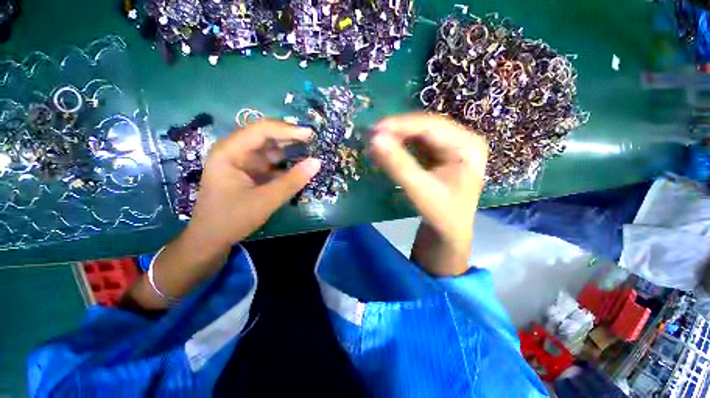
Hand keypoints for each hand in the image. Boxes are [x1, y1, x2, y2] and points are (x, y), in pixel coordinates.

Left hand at [187, 119, 320, 249]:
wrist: (211, 239)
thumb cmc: (233, 219)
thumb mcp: (266, 200)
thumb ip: (293, 181)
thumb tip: (317, 162)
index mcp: (230, 151)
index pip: (261, 130)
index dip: (288, 130)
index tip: (311, 134)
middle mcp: (235, 151)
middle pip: (266, 136)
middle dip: (290, 138)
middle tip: (314, 141)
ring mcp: (243, 162)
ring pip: (270, 149)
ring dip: (290, 150)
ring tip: (312, 151)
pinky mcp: (250, 172)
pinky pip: (271, 163)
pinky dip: (286, 164)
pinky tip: (301, 166)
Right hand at [369, 113, 487, 275]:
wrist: (448, 231)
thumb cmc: (441, 214)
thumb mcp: (420, 190)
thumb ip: (398, 165)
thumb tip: (375, 140)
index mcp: (468, 146)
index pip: (432, 127)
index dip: (401, 125)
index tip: (375, 130)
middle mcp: (462, 140)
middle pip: (425, 127)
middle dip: (397, 131)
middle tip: (371, 136)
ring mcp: (451, 146)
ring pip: (419, 134)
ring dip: (396, 138)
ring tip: (375, 143)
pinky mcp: (440, 153)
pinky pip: (417, 144)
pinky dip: (399, 146)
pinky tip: (386, 150)